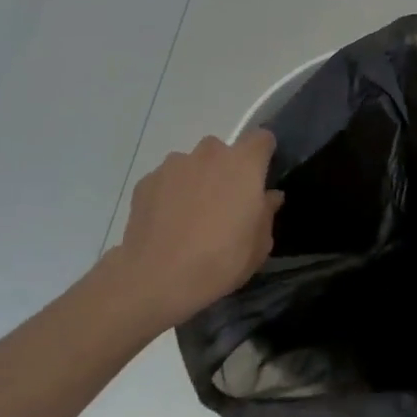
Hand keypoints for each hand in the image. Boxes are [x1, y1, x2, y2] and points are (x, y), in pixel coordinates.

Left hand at [113, 130, 283, 328]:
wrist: (157, 279)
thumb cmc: (220, 260)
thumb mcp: (259, 246)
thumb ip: (267, 213)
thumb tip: (269, 196)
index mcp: (243, 164)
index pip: (261, 138)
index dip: (263, 154)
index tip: (261, 177)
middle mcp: (209, 154)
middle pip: (223, 151)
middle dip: (226, 170)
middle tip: (224, 204)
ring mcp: (174, 165)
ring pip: (192, 164)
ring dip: (196, 180)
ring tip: (190, 216)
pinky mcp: (147, 181)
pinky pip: (166, 180)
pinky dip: (169, 194)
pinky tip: (166, 224)